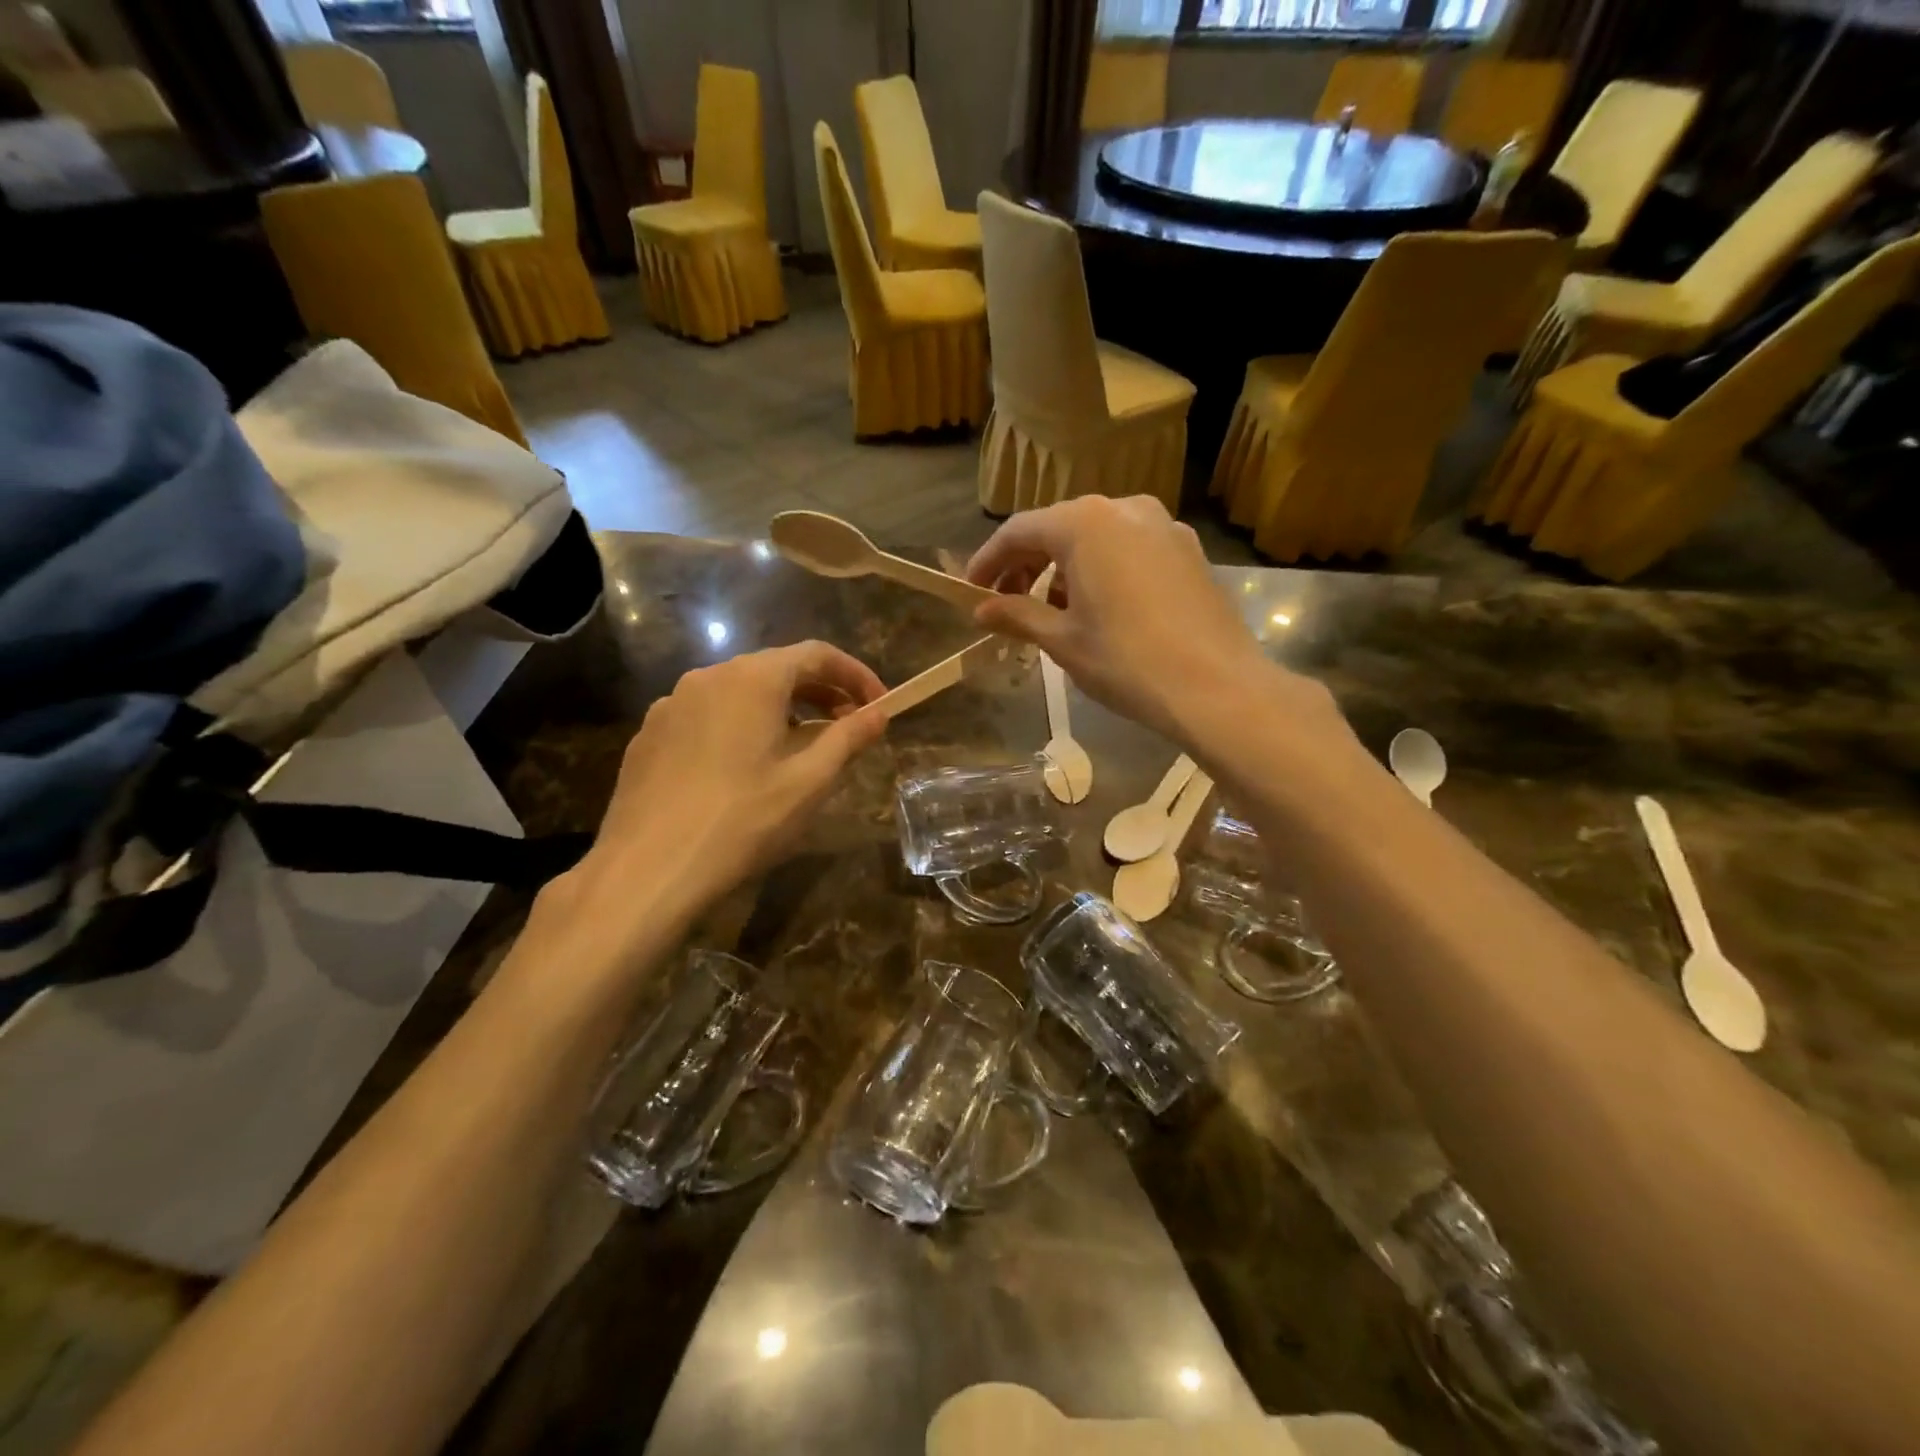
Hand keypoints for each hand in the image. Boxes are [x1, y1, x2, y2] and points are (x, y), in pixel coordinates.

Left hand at [565, 642, 885, 921]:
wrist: (648, 869)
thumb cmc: (742, 820)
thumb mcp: (810, 782)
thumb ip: (849, 738)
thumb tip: (879, 714)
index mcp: (753, 679)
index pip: (817, 654)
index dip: (856, 675)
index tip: (879, 705)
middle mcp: (709, 676)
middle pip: (777, 669)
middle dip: (821, 693)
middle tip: (849, 726)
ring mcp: (672, 704)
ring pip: (740, 692)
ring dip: (782, 710)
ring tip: (801, 749)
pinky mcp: (650, 734)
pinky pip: (708, 716)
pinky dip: (741, 726)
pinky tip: (745, 768)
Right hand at [967, 497, 1319, 744]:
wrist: (1217, 687)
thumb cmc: (1127, 661)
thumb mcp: (1062, 640)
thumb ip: (1017, 615)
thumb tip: (981, 611)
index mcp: (1085, 524)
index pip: (1019, 530)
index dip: (989, 560)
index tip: (972, 590)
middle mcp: (1124, 509)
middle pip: (1059, 528)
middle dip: (1027, 563)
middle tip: (1007, 603)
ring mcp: (1163, 526)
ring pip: (1096, 537)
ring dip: (1065, 568)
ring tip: (1053, 611)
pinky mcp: (1187, 550)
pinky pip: (1129, 548)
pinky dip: (1102, 569)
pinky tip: (1101, 608)